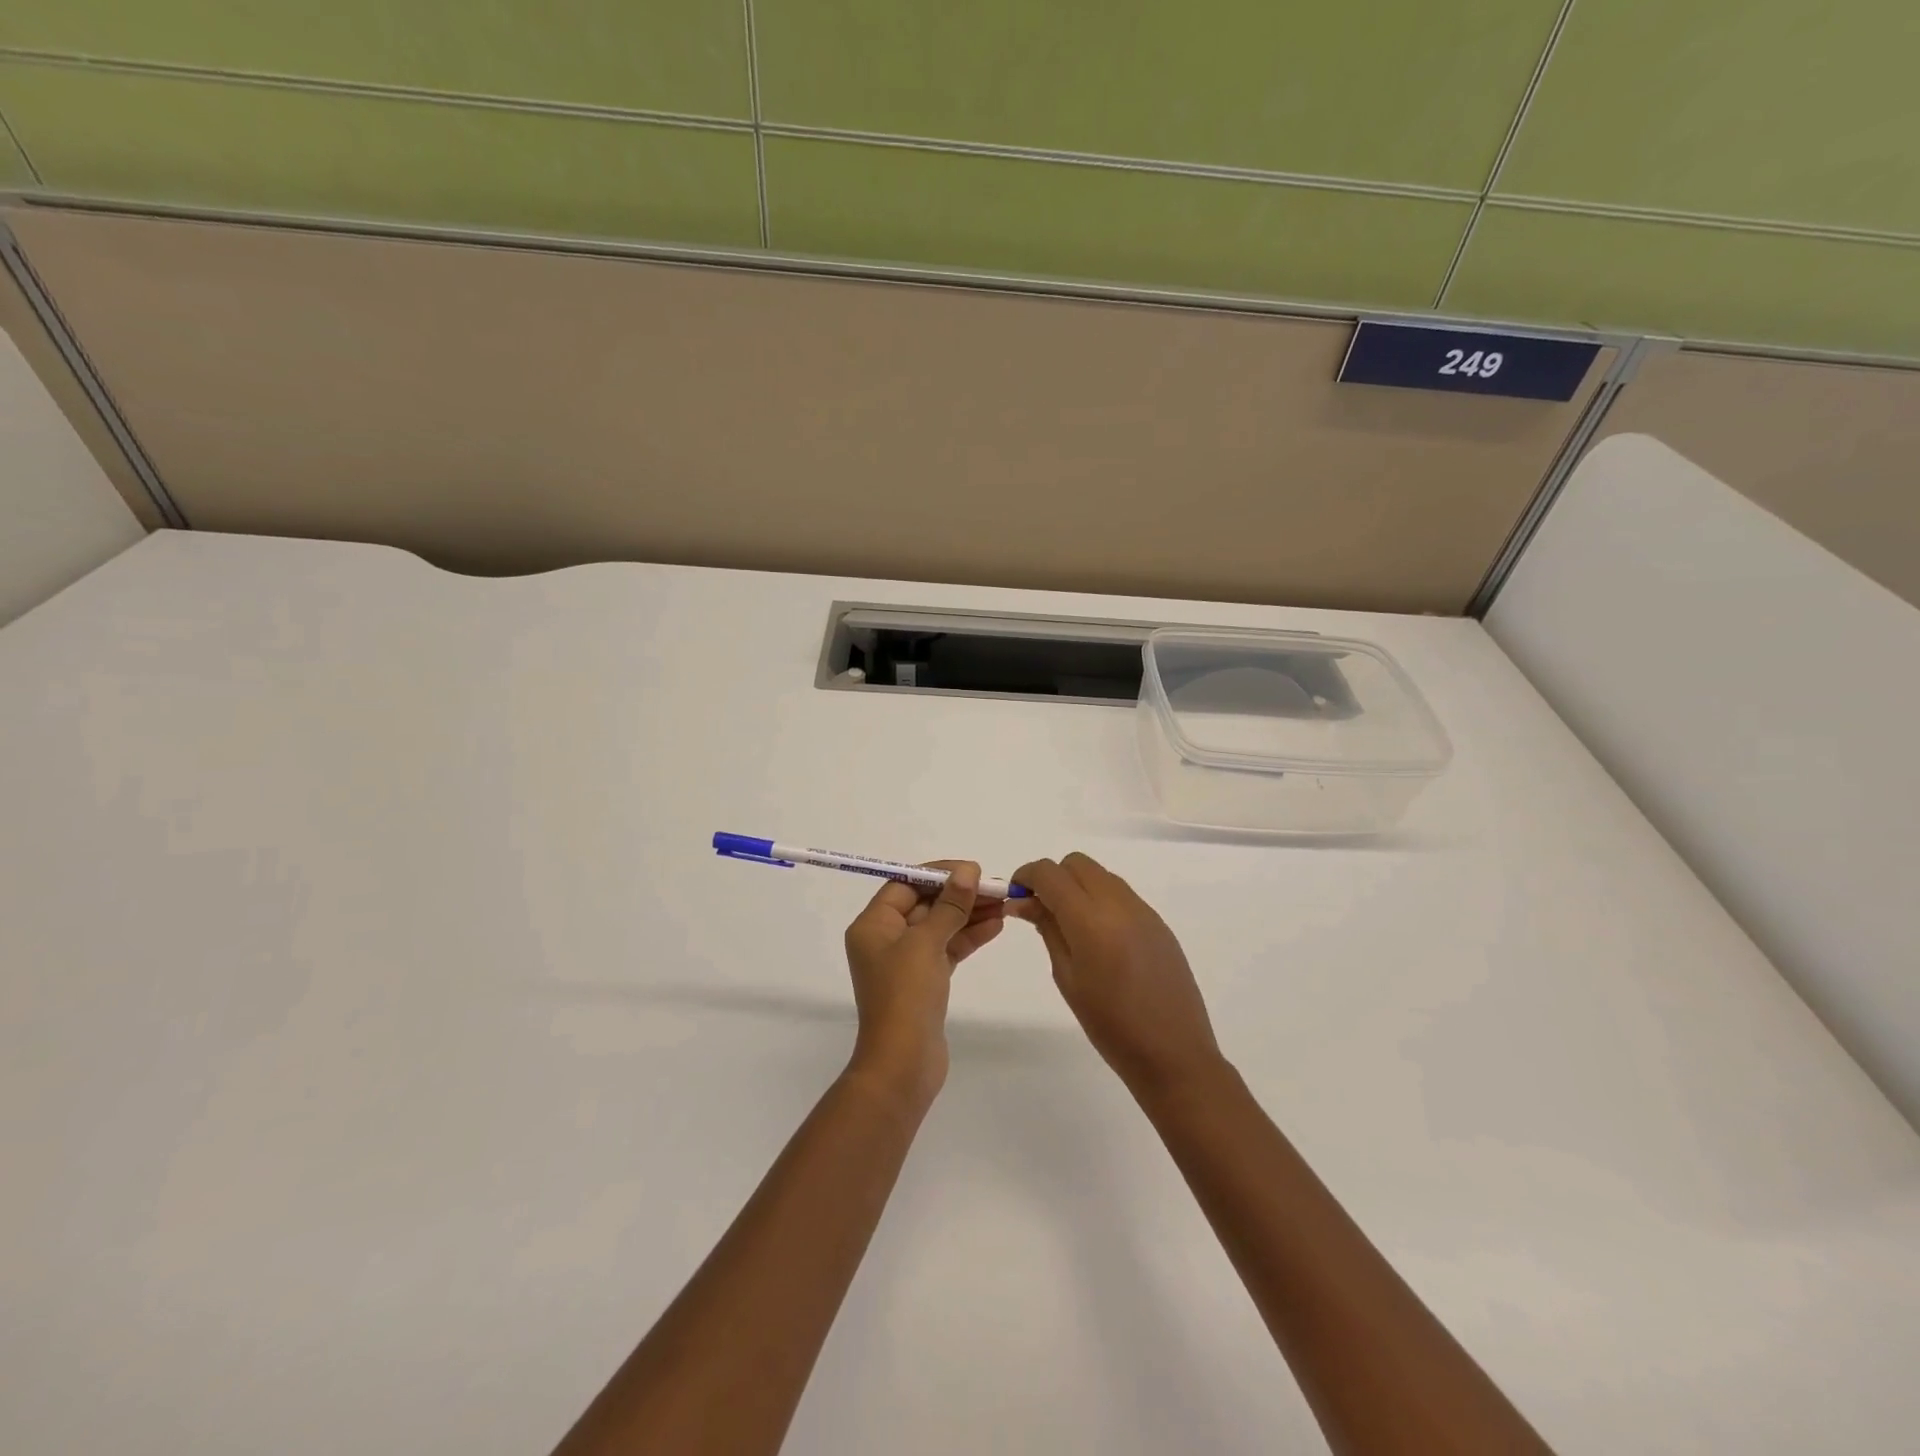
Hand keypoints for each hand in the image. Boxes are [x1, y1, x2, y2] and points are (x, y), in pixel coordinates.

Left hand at [842, 861, 1004, 1109]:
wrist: (903, 1064)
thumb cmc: (905, 995)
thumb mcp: (926, 943)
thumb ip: (949, 905)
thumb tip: (967, 871)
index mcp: (873, 925)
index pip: (905, 885)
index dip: (939, 874)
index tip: (972, 870)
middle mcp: (885, 939)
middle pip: (925, 904)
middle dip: (960, 895)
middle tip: (996, 887)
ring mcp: (905, 962)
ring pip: (940, 927)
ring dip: (969, 915)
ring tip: (1004, 905)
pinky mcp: (924, 981)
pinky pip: (947, 949)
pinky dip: (968, 937)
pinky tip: (995, 927)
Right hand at [1010, 853, 1221, 1095]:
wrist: (1173, 1054)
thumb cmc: (1110, 1025)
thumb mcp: (1067, 978)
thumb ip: (1048, 930)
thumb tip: (1024, 901)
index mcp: (1091, 920)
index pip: (1050, 873)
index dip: (1026, 876)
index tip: (1016, 896)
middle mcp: (1119, 904)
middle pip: (1076, 863)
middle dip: (1053, 877)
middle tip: (1040, 910)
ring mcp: (1143, 911)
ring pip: (1100, 875)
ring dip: (1078, 886)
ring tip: (1069, 925)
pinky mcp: (1159, 923)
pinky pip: (1121, 894)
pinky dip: (1101, 900)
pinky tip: (1099, 938)